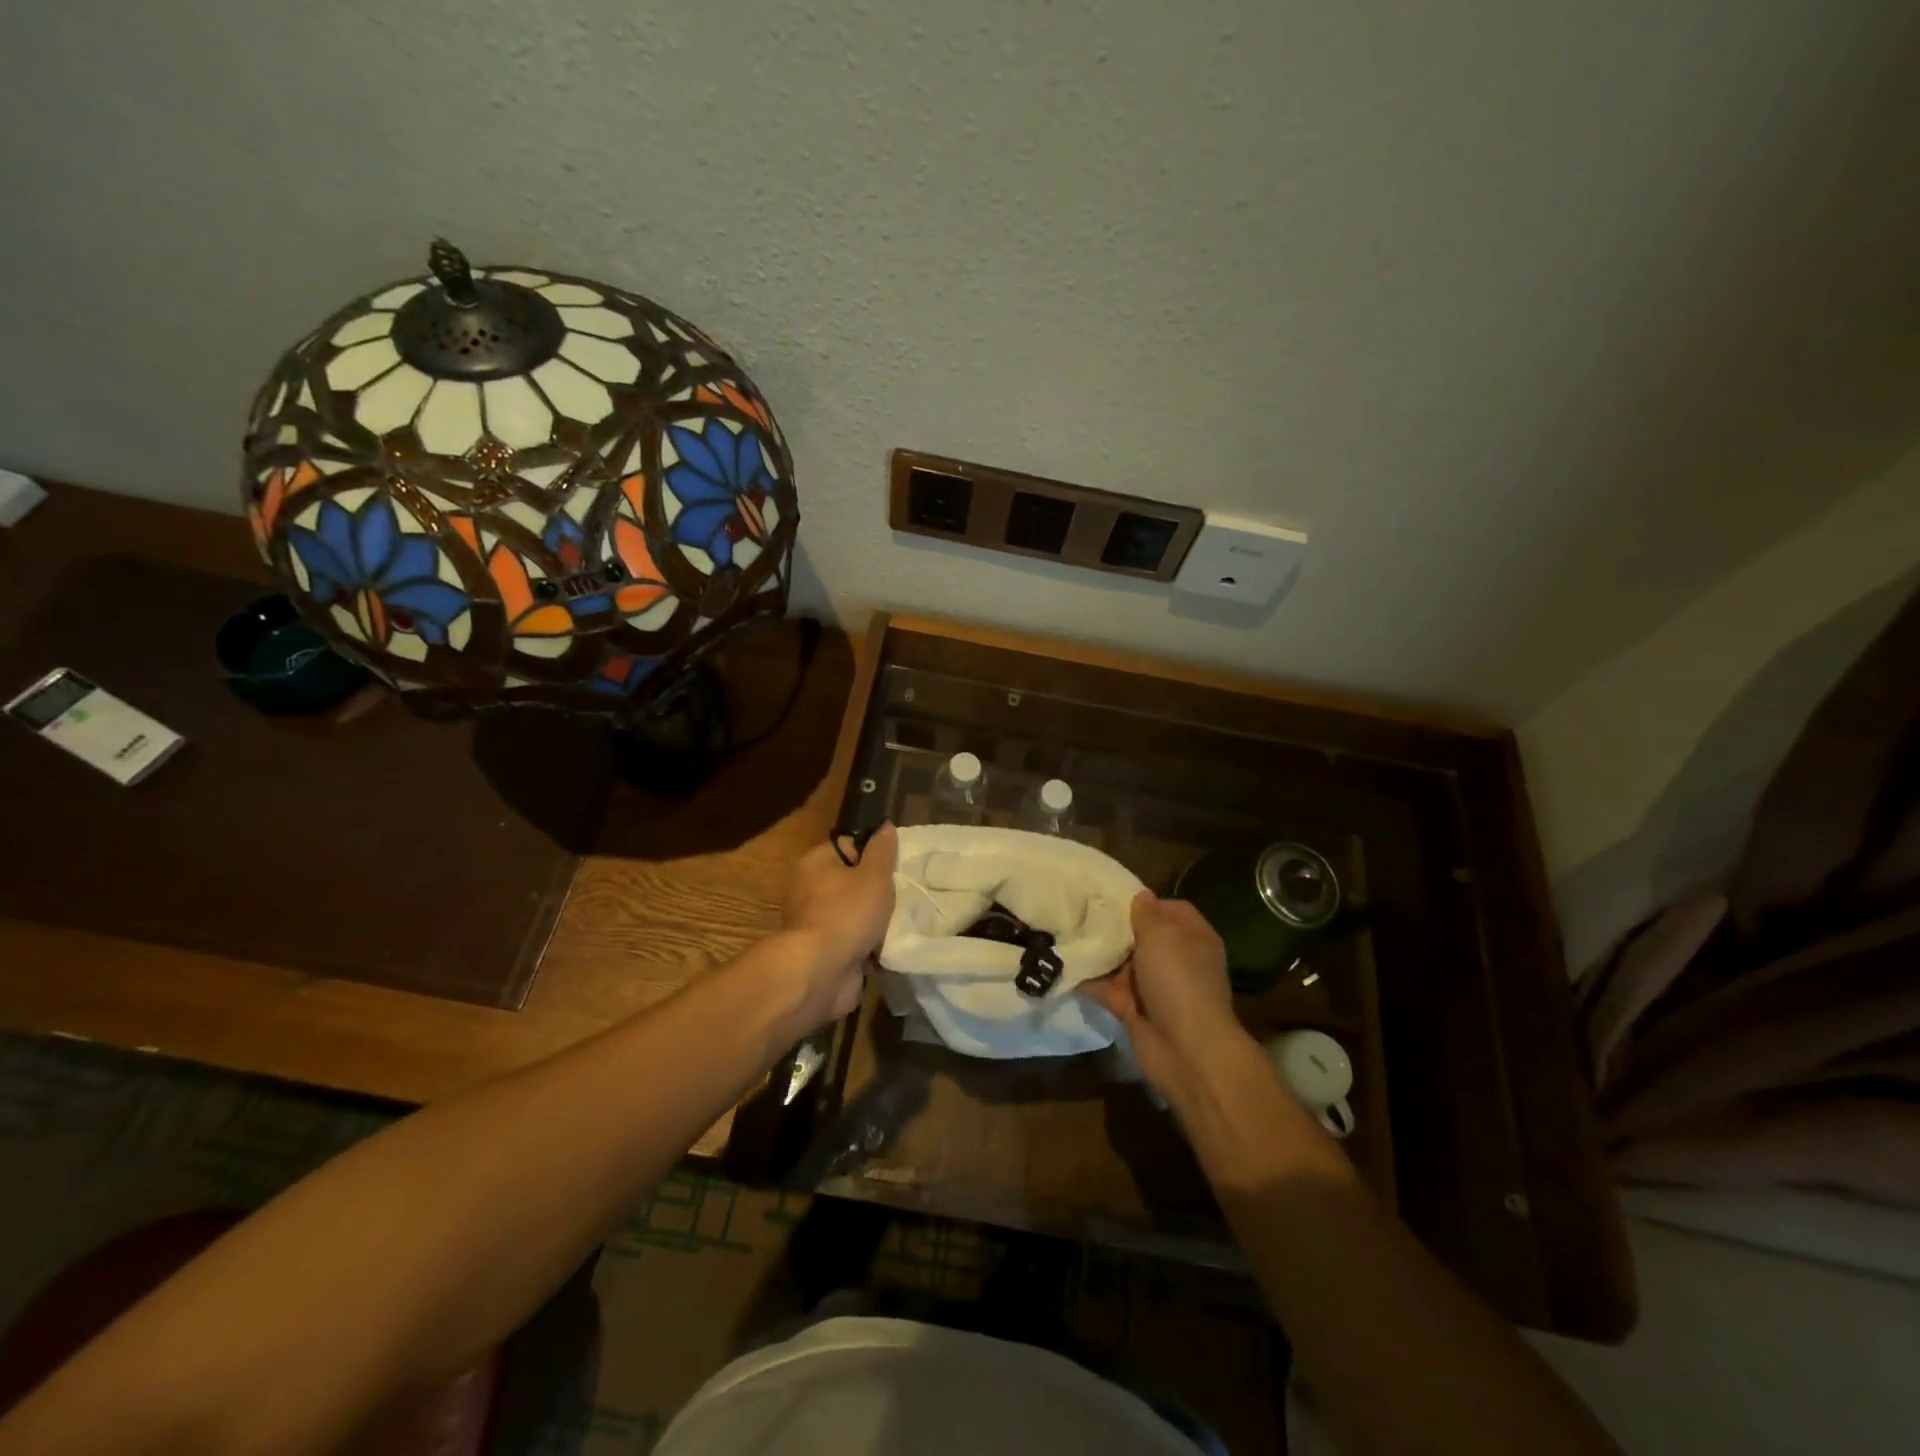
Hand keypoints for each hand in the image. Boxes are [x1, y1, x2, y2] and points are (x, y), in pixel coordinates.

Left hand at [779, 823, 898, 1029]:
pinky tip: (891, 947)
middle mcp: (810, 890)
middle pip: (853, 883)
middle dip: (878, 892)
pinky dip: (871, 947)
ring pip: (856, 915)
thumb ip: (882, 851)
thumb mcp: (874, 875)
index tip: (896, 867)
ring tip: (903, 923)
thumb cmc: (847, 912)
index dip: (874, 855)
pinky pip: (854, 942)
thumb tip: (884, 827)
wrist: (821, 971)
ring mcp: (817, 924)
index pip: (849, 847)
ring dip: (877, 923)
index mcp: (816, 864)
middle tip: (904, 896)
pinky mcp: (825, 952)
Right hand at [1082, 891, 1249, 1097]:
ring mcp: (1156, 987)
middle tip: (1080, 912)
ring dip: (1099, 954)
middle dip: (1115, 927)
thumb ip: (1146, 913)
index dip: (1144, 902)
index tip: (1112, 897)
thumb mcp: (1161, 935)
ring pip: (1122, 964)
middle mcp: (1176, 960)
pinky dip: (1089, 981)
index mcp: (1192, 937)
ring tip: (1065, 933)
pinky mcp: (1135, 1011)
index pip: (1169, 910)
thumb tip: (1140, 896)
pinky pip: (1108, 989)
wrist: (1186, 1049)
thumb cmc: (1178, 979)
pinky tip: (1064, 964)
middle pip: (1142, 936)